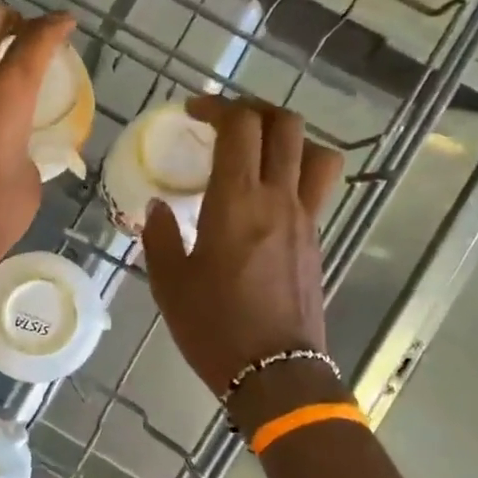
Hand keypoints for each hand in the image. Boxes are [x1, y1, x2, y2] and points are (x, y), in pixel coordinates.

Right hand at [144, 96, 348, 419]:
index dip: (217, 106)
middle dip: (254, 110)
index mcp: (237, 201)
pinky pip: (317, 186)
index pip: (240, 126)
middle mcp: (279, 198)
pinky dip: (297, 170)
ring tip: (258, 151)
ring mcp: (306, 218)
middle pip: (286, 125)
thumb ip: (161, 236)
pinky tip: (268, 194)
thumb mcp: (169, 282)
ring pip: (316, 151)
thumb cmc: (214, 326)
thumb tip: (160, 208)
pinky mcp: (316, 239)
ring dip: (289, 137)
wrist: (275, 371)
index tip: (193, 112)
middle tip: (224, 122)